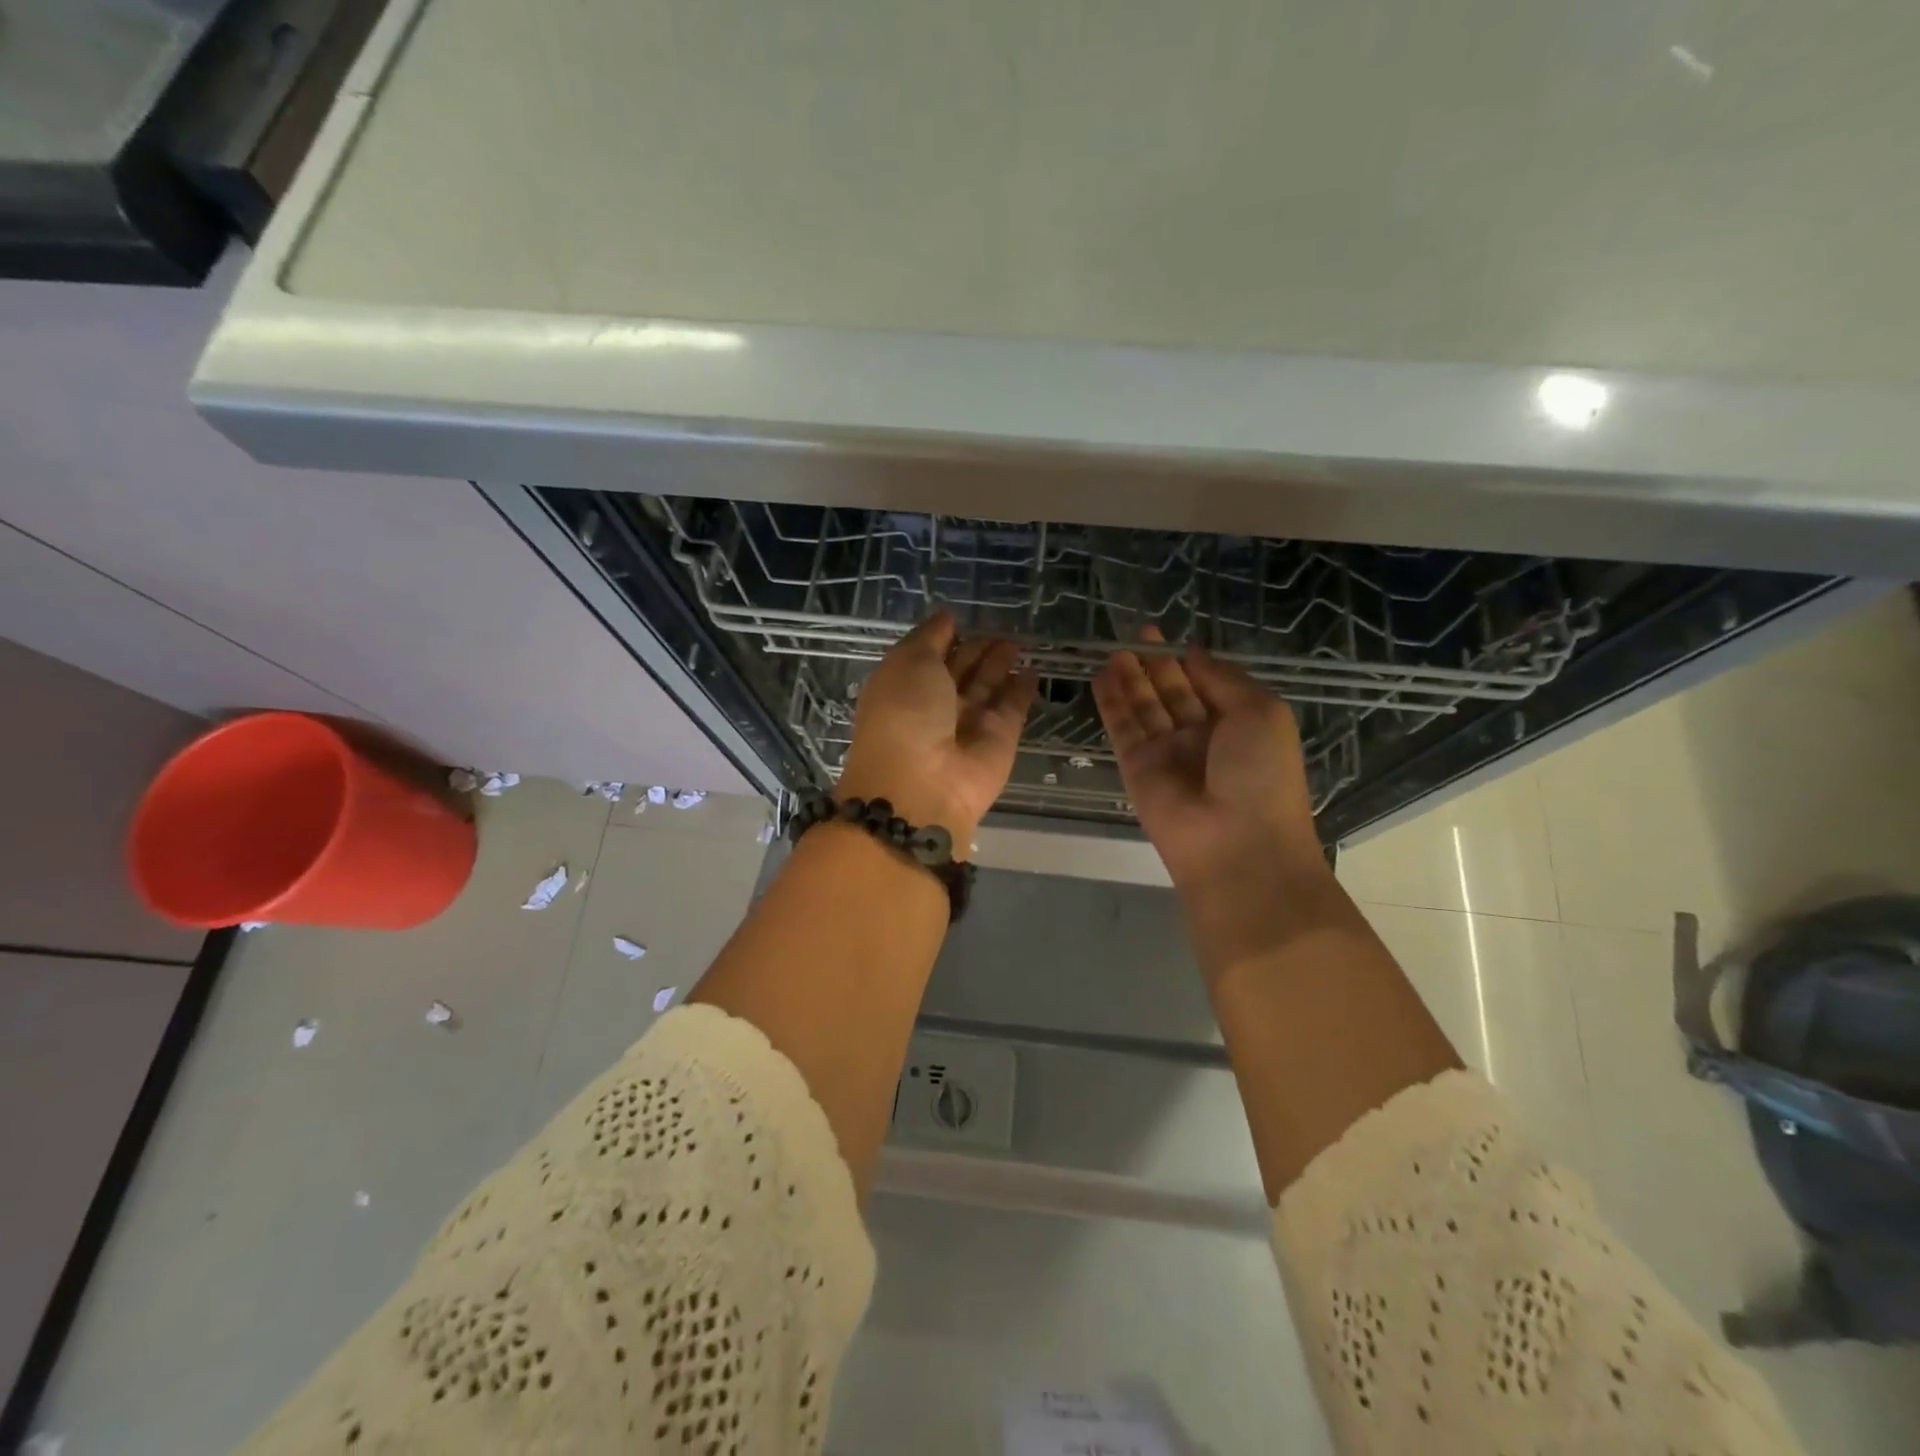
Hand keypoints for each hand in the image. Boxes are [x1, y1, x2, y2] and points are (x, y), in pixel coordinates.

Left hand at [837, 613, 1037, 847]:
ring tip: (1018, 642)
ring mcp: (969, 723)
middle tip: (1001, 629)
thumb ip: (930, 638)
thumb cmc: (904, 715)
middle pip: (961, 670)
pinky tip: (1034, 670)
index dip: (944, 637)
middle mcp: (935, 704)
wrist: (923, 786)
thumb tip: (947, 618)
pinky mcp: (1000, 739)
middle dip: (978, 649)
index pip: (928, 655)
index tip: (962, 618)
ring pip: (989, 686)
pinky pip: (1013, 707)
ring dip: (1001, 664)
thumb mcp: (908, 662)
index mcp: (904, 685)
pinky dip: (1023, 689)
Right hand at [1093, 627, 1323, 896]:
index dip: (1188, 660)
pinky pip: (1122, 728)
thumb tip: (1194, 653)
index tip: (1168, 635)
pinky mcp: (1136, 768)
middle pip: (1172, 693)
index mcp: (1239, 724)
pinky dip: (1111, 703)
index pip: (1208, 684)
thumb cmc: (1261, 775)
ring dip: (1130, 679)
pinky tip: (1101, 676)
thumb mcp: (1261, 712)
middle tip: (1136, 634)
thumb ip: (1225, 679)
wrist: (1236, 844)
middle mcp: (1202, 737)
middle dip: (1156, 664)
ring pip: (1144, 707)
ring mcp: (1167, 753)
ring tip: (1114, 649)